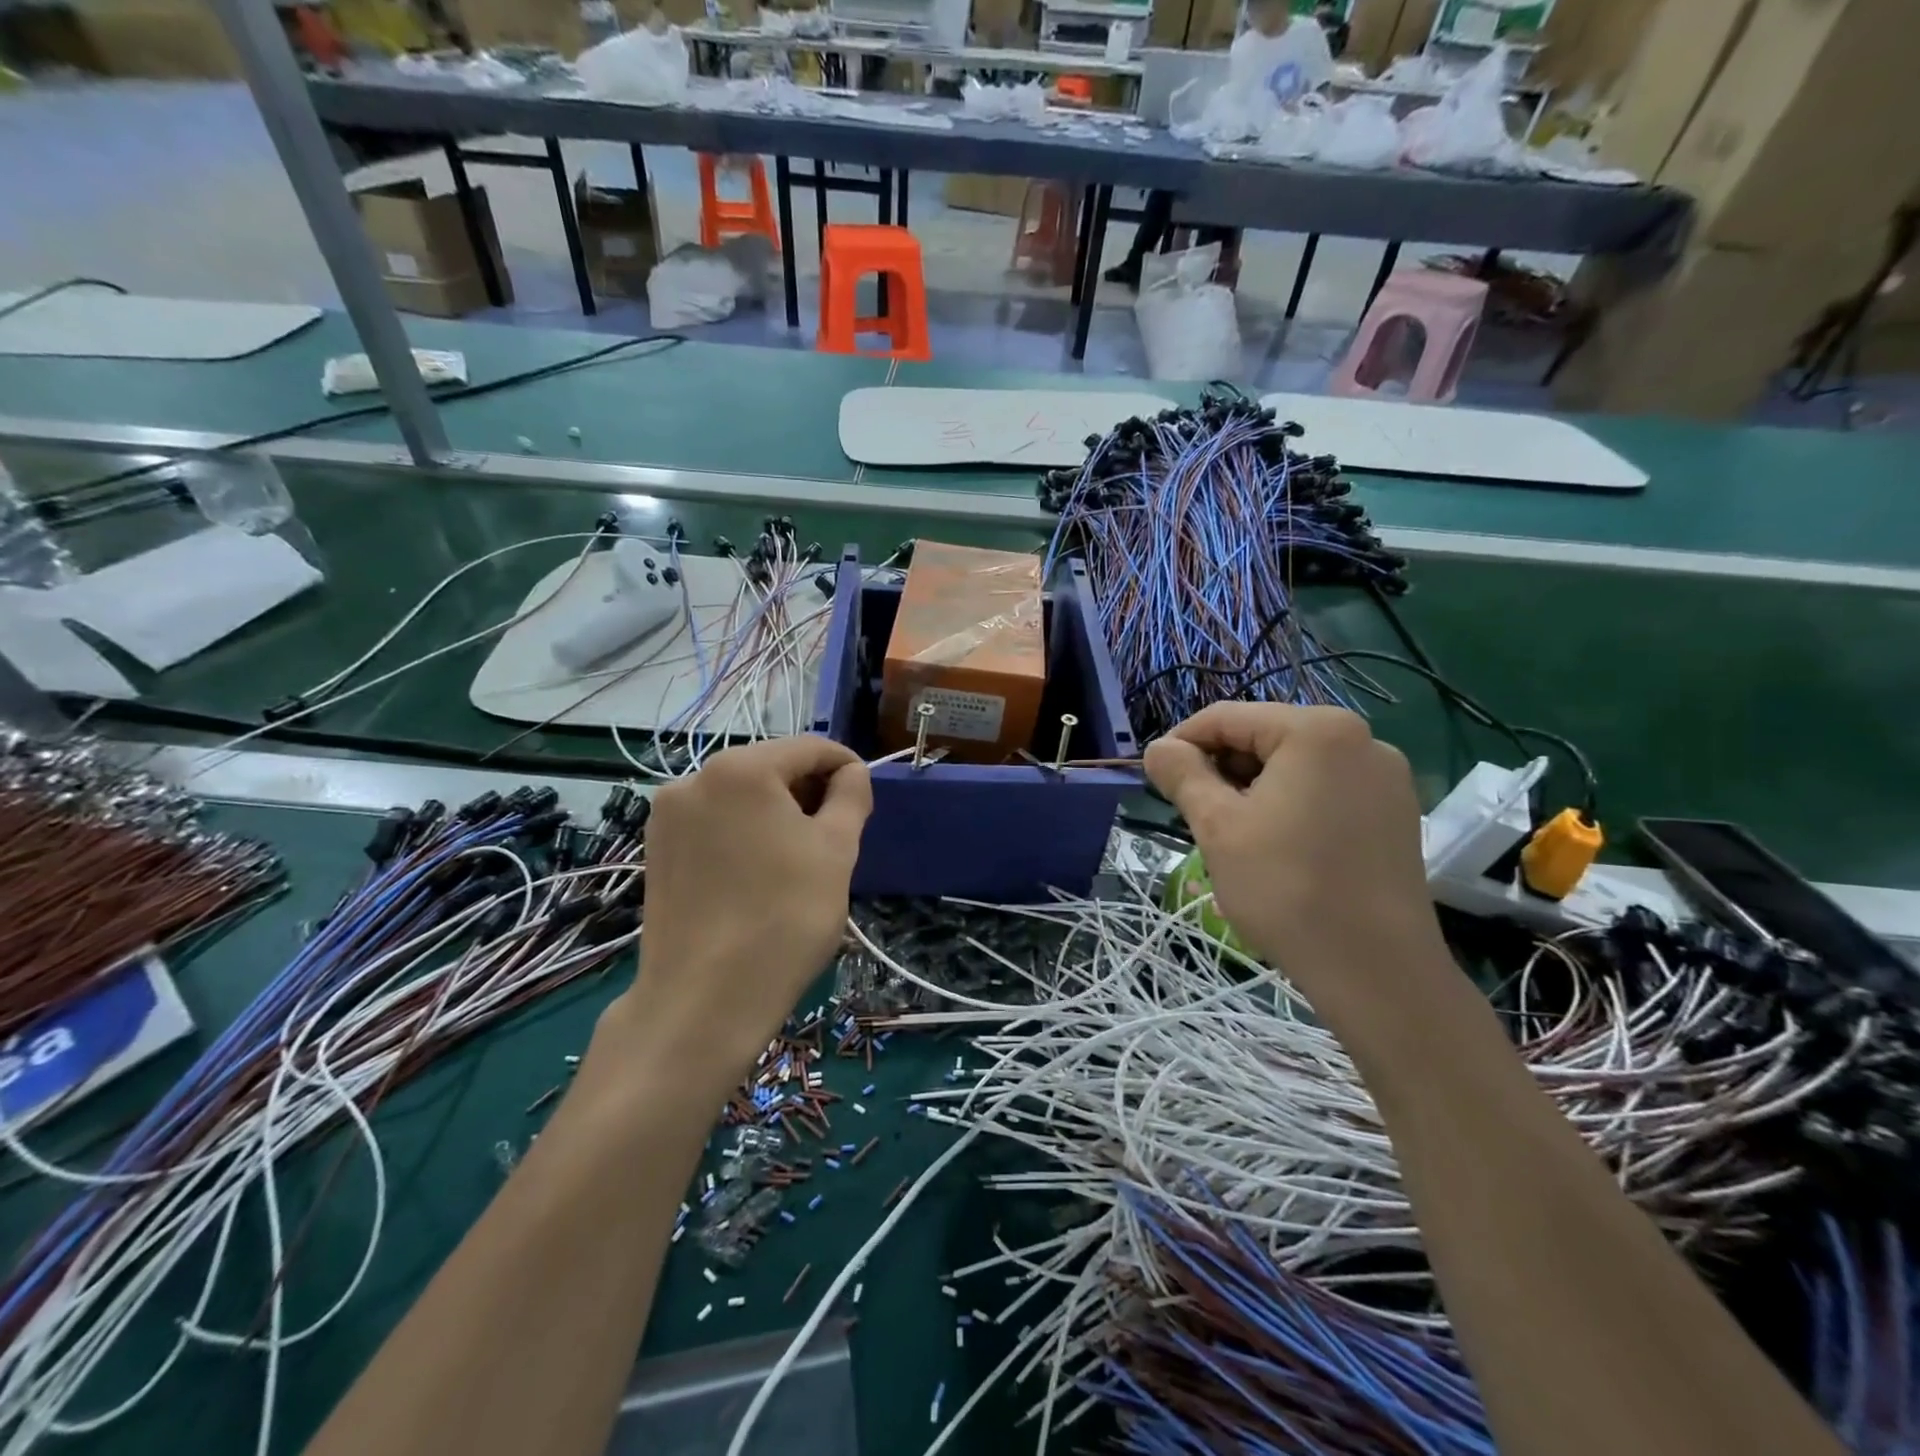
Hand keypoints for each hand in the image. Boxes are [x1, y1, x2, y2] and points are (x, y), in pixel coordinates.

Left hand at [600, 737, 871, 1090]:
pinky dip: (745, 832)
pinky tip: (760, 872)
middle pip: (770, 768)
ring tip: (800, 858)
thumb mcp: (836, 851)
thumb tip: (851, 774)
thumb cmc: (783, 918)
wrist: (704, 1001)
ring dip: (778, 813)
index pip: (809, 747)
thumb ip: (851, 797)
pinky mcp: (656, 850)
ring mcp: (668, 816)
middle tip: (837, 835)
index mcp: (740, 769)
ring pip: (741, 796)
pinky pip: (714, 823)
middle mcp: (694, 779)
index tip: (866, 797)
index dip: (845, 766)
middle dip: (809, 791)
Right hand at [1143, 704, 1442, 982]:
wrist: (1376, 970)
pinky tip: (1279, 846)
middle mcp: (1361, 739)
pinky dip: (1291, 804)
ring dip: (1253, 788)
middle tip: (1195, 815)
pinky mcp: (1397, 811)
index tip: (1156, 779)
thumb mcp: (1218, 826)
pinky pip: (1327, 789)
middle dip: (1222, 769)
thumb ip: (1182, 775)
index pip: (1227, 717)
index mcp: (1317, 730)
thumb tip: (1158, 748)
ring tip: (1234, 835)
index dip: (1182, 743)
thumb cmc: (1286, 888)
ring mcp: (1386, 776)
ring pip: (1295, 765)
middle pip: (1265, 737)